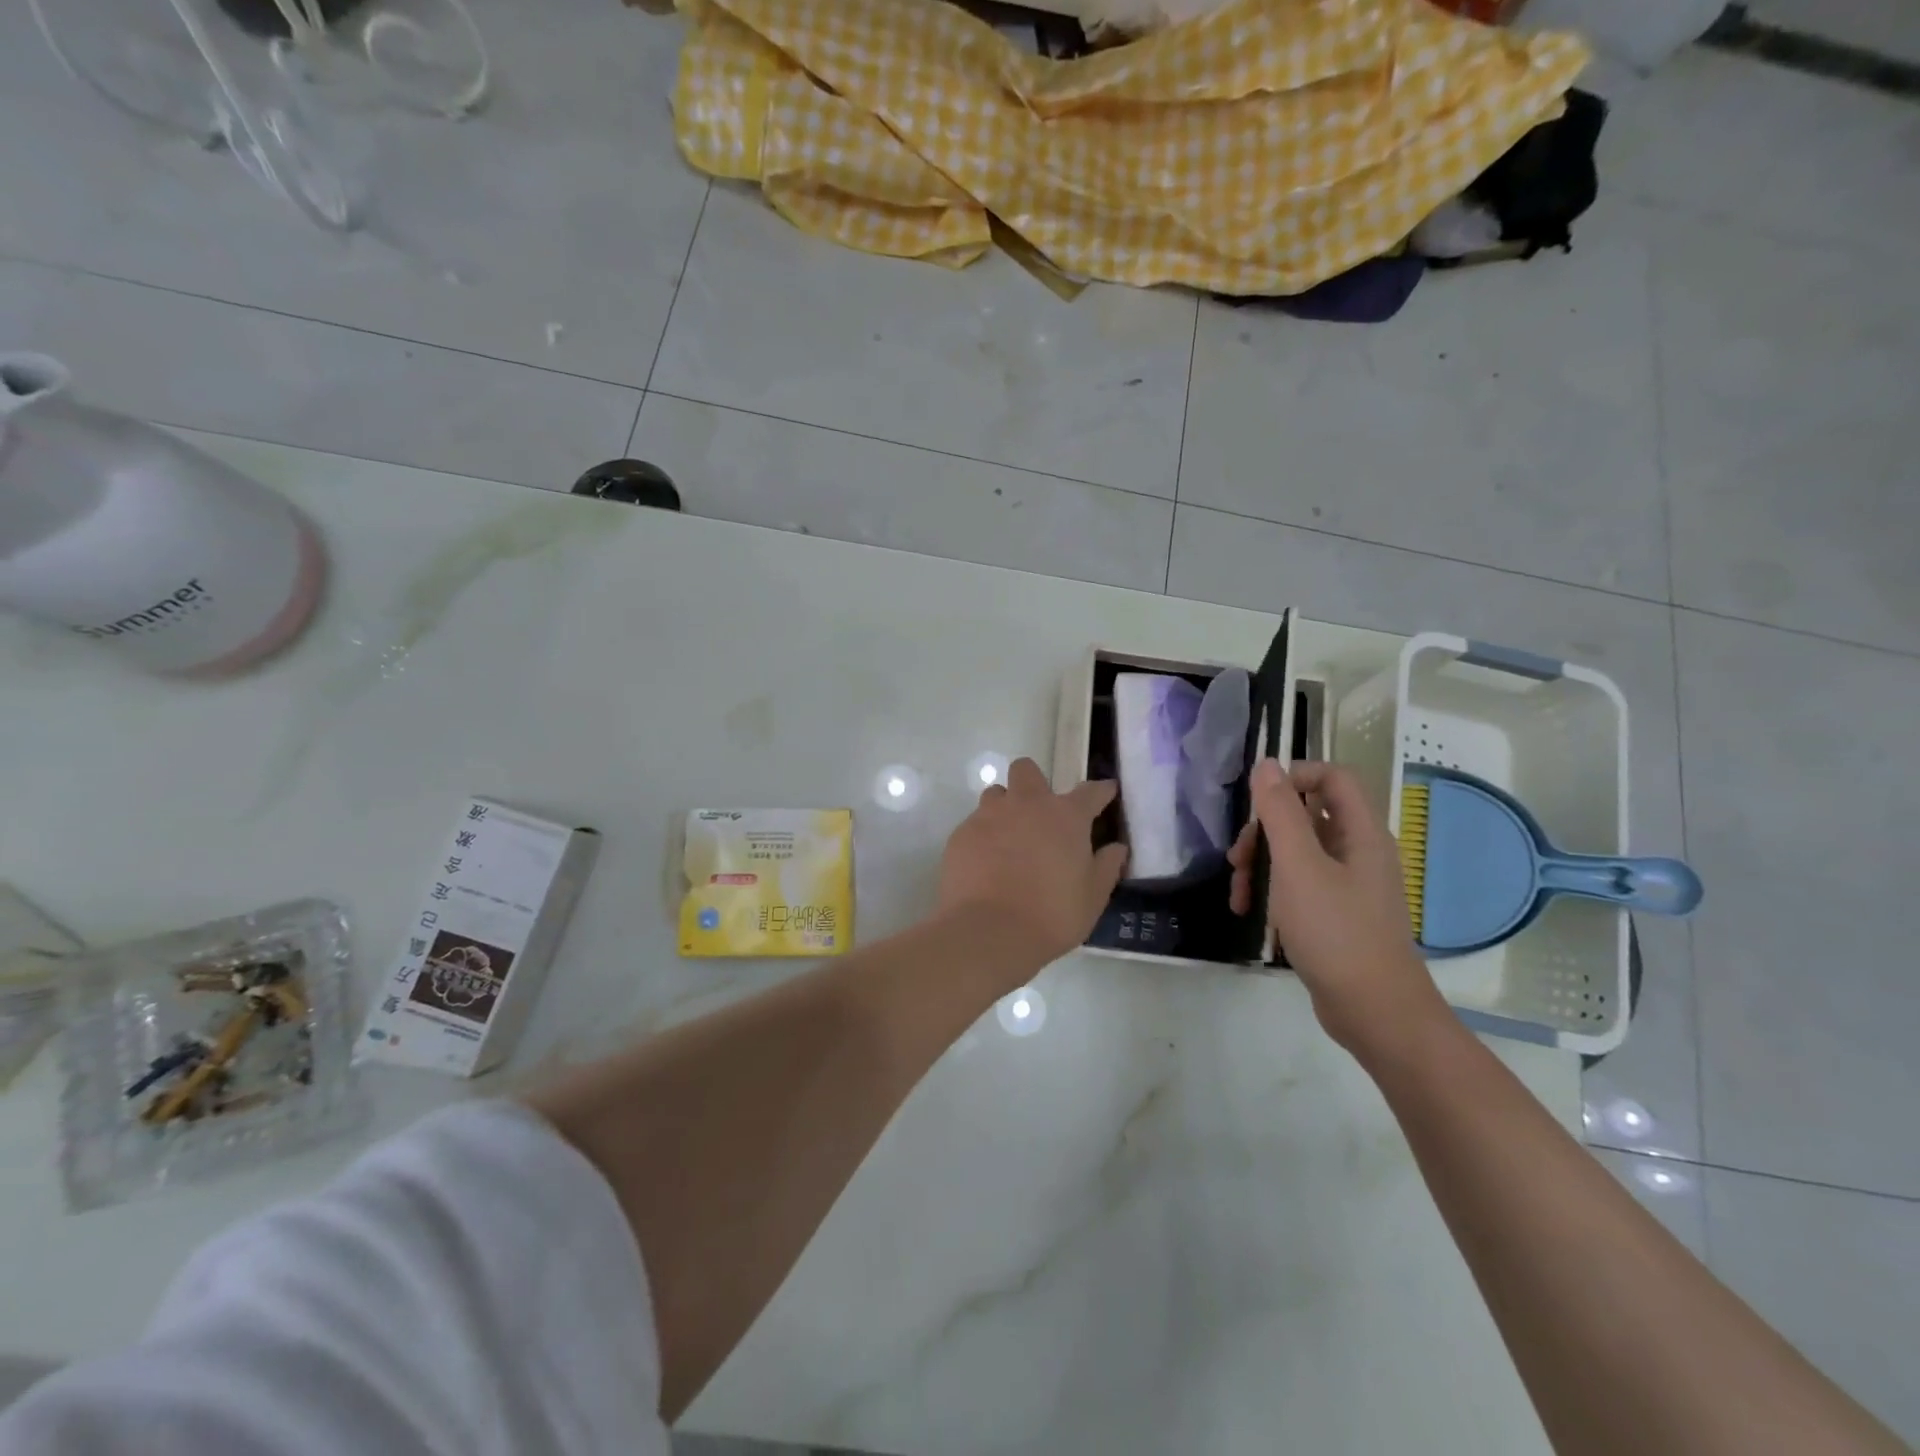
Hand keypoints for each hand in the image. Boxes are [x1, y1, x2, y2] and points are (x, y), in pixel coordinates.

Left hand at [937, 759, 1128, 976]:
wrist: (989, 932)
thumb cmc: (1052, 915)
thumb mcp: (1093, 896)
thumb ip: (1107, 866)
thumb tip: (1117, 848)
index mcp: (1065, 816)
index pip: (1090, 791)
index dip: (1101, 791)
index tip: (1106, 792)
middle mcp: (1026, 805)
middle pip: (1027, 770)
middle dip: (1034, 783)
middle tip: (1039, 815)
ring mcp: (989, 816)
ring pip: (996, 794)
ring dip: (1005, 809)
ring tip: (1008, 840)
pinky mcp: (961, 834)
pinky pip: (974, 824)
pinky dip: (983, 837)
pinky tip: (985, 864)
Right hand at [1228, 759, 1447, 1054]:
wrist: (1374, 1012)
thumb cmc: (1336, 932)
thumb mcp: (1297, 867)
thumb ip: (1279, 813)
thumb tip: (1267, 764)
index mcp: (1361, 834)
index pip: (1333, 777)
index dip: (1296, 776)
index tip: (1258, 799)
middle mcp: (1358, 852)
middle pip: (1306, 816)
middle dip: (1264, 832)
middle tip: (1239, 858)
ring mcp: (1348, 885)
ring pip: (1296, 853)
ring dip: (1260, 865)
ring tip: (1238, 894)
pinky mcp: (1336, 913)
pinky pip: (1299, 884)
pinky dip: (1272, 891)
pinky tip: (1250, 913)